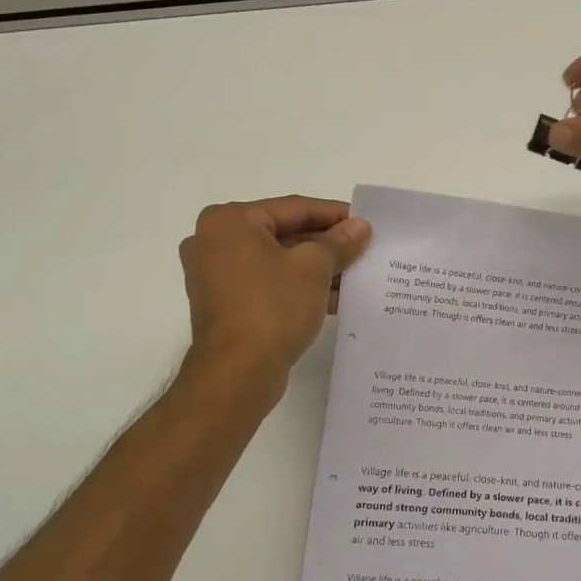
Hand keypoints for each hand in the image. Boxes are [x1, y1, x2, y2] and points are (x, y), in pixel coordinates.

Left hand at [178, 196, 371, 381]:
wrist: (238, 373)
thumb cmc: (272, 307)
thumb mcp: (314, 267)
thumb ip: (339, 242)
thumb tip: (360, 227)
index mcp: (229, 222)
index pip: (293, 208)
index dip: (333, 214)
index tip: (365, 222)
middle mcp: (215, 243)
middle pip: (284, 234)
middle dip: (326, 245)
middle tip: (364, 249)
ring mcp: (217, 277)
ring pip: (278, 263)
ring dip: (317, 269)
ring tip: (356, 275)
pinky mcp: (227, 306)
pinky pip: (269, 286)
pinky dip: (299, 288)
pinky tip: (335, 298)